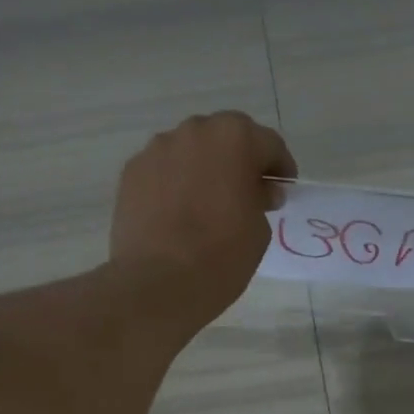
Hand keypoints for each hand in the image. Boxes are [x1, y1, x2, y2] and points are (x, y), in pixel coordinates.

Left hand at [110, 111, 296, 327]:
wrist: (158, 283)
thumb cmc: (222, 256)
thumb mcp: (259, 230)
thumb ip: (261, 199)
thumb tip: (258, 191)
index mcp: (235, 139)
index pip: (268, 144)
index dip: (280, 167)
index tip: (282, 188)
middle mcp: (194, 131)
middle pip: (225, 137)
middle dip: (239, 160)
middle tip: (246, 191)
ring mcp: (157, 149)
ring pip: (190, 150)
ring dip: (204, 168)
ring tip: (207, 202)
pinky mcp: (131, 171)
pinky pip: (163, 170)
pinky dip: (175, 183)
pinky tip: (177, 212)